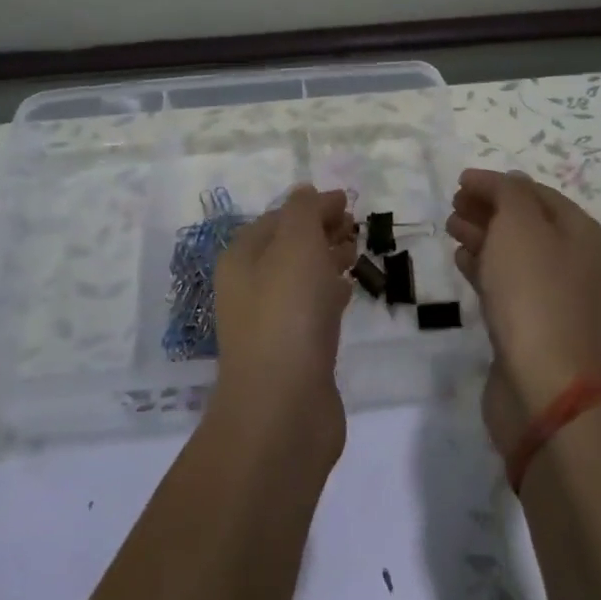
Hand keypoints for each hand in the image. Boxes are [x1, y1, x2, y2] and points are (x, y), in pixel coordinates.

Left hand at [210, 185, 358, 452]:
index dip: (311, 206)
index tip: (348, 202)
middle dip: (321, 231)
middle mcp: (250, 288)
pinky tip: (350, 291)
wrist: (284, 407)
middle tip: (356, 226)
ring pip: (302, 278)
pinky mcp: (294, 352)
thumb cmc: (288, 313)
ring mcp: (271, 322)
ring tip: (358, 252)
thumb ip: (303, 212)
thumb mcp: (295, 244)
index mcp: (242, 258)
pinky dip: (331, 294)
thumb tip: (307, 192)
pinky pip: (313, 310)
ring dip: (328, 260)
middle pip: (288, 247)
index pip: (277, 218)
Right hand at [445, 169, 600, 454]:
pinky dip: (483, 268)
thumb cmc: (535, 293)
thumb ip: (508, 194)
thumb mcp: (521, 225)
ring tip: (450, 226)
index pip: (535, 193)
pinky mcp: (531, 327)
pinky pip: (505, 285)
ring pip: (513, 254)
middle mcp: (573, 262)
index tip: (460, 181)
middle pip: (525, 223)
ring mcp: (553, 297)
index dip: (498, 183)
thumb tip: (503, 182)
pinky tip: (462, 260)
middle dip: (489, 208)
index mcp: (580, 233)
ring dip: (483, 236)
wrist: (546, 385)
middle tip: (452, 203)